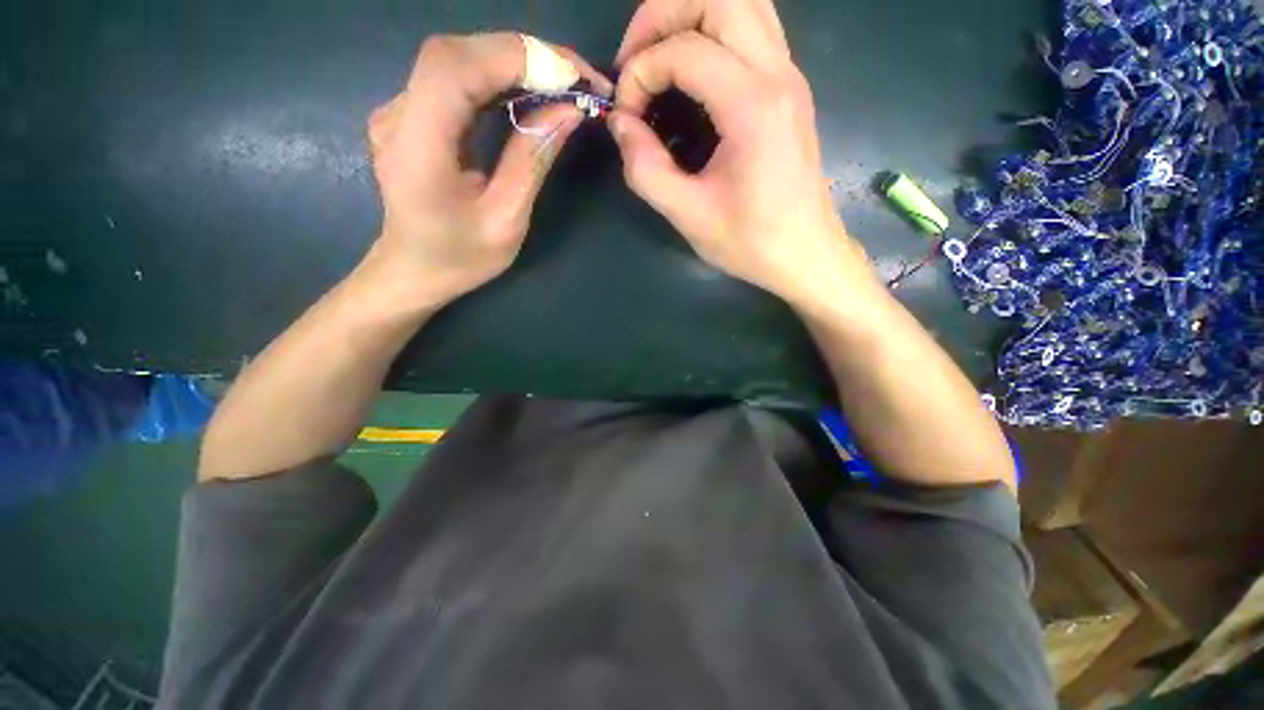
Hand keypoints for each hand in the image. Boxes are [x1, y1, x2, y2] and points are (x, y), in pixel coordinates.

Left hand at [363, 33, 610, 307]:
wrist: (414, 269)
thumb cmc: (461, 257)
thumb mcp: (507, 220)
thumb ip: (533, 161)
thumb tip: (569, 111)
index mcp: (417, 150)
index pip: (456, 71)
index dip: (516, 59)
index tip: (573, 76)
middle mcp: (397, 115)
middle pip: (458, 54)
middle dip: (525, 56)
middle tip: (579, 77)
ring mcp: (398, 109)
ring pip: (458, 58)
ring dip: (516, 62)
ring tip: (563, 82)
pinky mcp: (410, 111)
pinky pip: (456, 77)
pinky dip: (499, 75)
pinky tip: (529, 89)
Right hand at [609, 0, 868, 299]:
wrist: (805, 253)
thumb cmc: (751, 242)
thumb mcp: (689, 216)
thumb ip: (646, 169)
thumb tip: (620, 124)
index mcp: (753, 106)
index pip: (684, 50)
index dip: (640, 72)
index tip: (625, 114)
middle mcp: (777, 73)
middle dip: (661, 16)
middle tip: (633, 61)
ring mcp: (789, 75)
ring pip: (740, 1)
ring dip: (689, 14)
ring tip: (658, 57)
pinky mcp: (788, 87)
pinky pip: (752, 27)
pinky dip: (713, 29)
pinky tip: (691, 69)